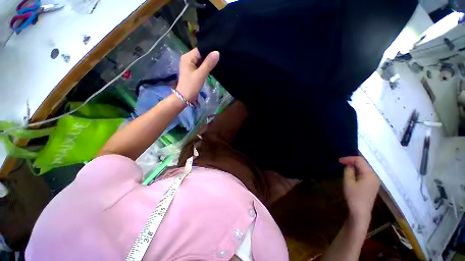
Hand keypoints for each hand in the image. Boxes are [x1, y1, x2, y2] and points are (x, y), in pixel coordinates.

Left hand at [176, 48, 219, 102]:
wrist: (184, 98)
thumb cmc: (190, 86)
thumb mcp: (200, 75)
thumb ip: (208, 63)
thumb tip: (217, 52)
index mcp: (187, 57)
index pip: (201, 49)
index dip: (210, 50)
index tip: (221, 51)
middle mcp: (187, 57)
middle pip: (202, 52)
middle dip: (210, 55)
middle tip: (222, 56)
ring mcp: (189, 62)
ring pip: (202, 57)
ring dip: (209, 60)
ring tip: (220, 60)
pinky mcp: (192, 67)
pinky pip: (201, 62)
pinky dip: (206, 64)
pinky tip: (214, 65)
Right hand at [340, 156, 379, 223]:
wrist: (360, 215)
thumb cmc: (354, 199)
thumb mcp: (349, 185)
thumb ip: (348, 172)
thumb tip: (349, 165)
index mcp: (369, 173)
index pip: (360, 160)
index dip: (349, 159)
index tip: (340, 161)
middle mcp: (374, 176)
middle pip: (364, 165)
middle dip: (354, 164)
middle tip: (343, 165)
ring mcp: (375, 182)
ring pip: (365, 171)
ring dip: (357, 170)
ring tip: (348, 172)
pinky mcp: (373, 188)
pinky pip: (367, 177)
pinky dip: (360, 176)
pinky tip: (355, 180)